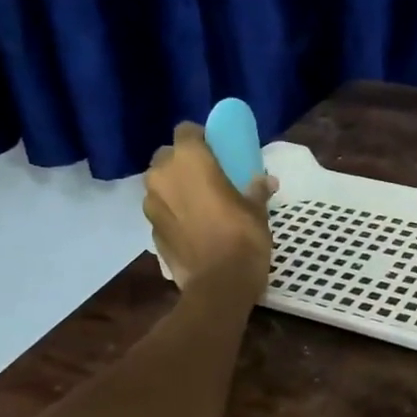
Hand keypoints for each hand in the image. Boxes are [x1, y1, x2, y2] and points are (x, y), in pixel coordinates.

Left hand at [143, 123, 274, 298]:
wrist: (219, 286)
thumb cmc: (242, 239)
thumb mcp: (257, 211)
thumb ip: (256, 190)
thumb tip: (266, 180)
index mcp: (189, 160)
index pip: (186, 131)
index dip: (200, 138)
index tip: (216, 151)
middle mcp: (162, 176)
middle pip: (167, 157)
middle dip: (182, 164)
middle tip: (206, 179)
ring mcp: (151, 205)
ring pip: (160, 186)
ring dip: (175, 190)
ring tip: (198, 206)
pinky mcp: (151, 231)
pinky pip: (161, 213)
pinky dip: (173, 215)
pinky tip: (192, 230)